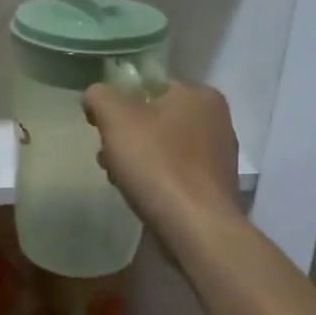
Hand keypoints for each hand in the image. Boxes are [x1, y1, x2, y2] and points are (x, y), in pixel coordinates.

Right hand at [83, 79, 240, 245]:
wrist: (195, 227)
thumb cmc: (156, 162)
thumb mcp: (115, 117)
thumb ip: (99, 96)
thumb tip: (95, 97)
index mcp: (200, 95)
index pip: (149, 87)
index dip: (119, 103)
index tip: (101, 127)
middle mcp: (218, 120)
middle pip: (156, 119)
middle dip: (128, 135)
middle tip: (108, 155)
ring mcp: (220, 156)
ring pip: (164, 147)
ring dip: (139, 158)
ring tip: (120, 179)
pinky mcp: (216, 187)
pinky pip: (177, 173)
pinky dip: (157, 179)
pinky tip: (142, 195)